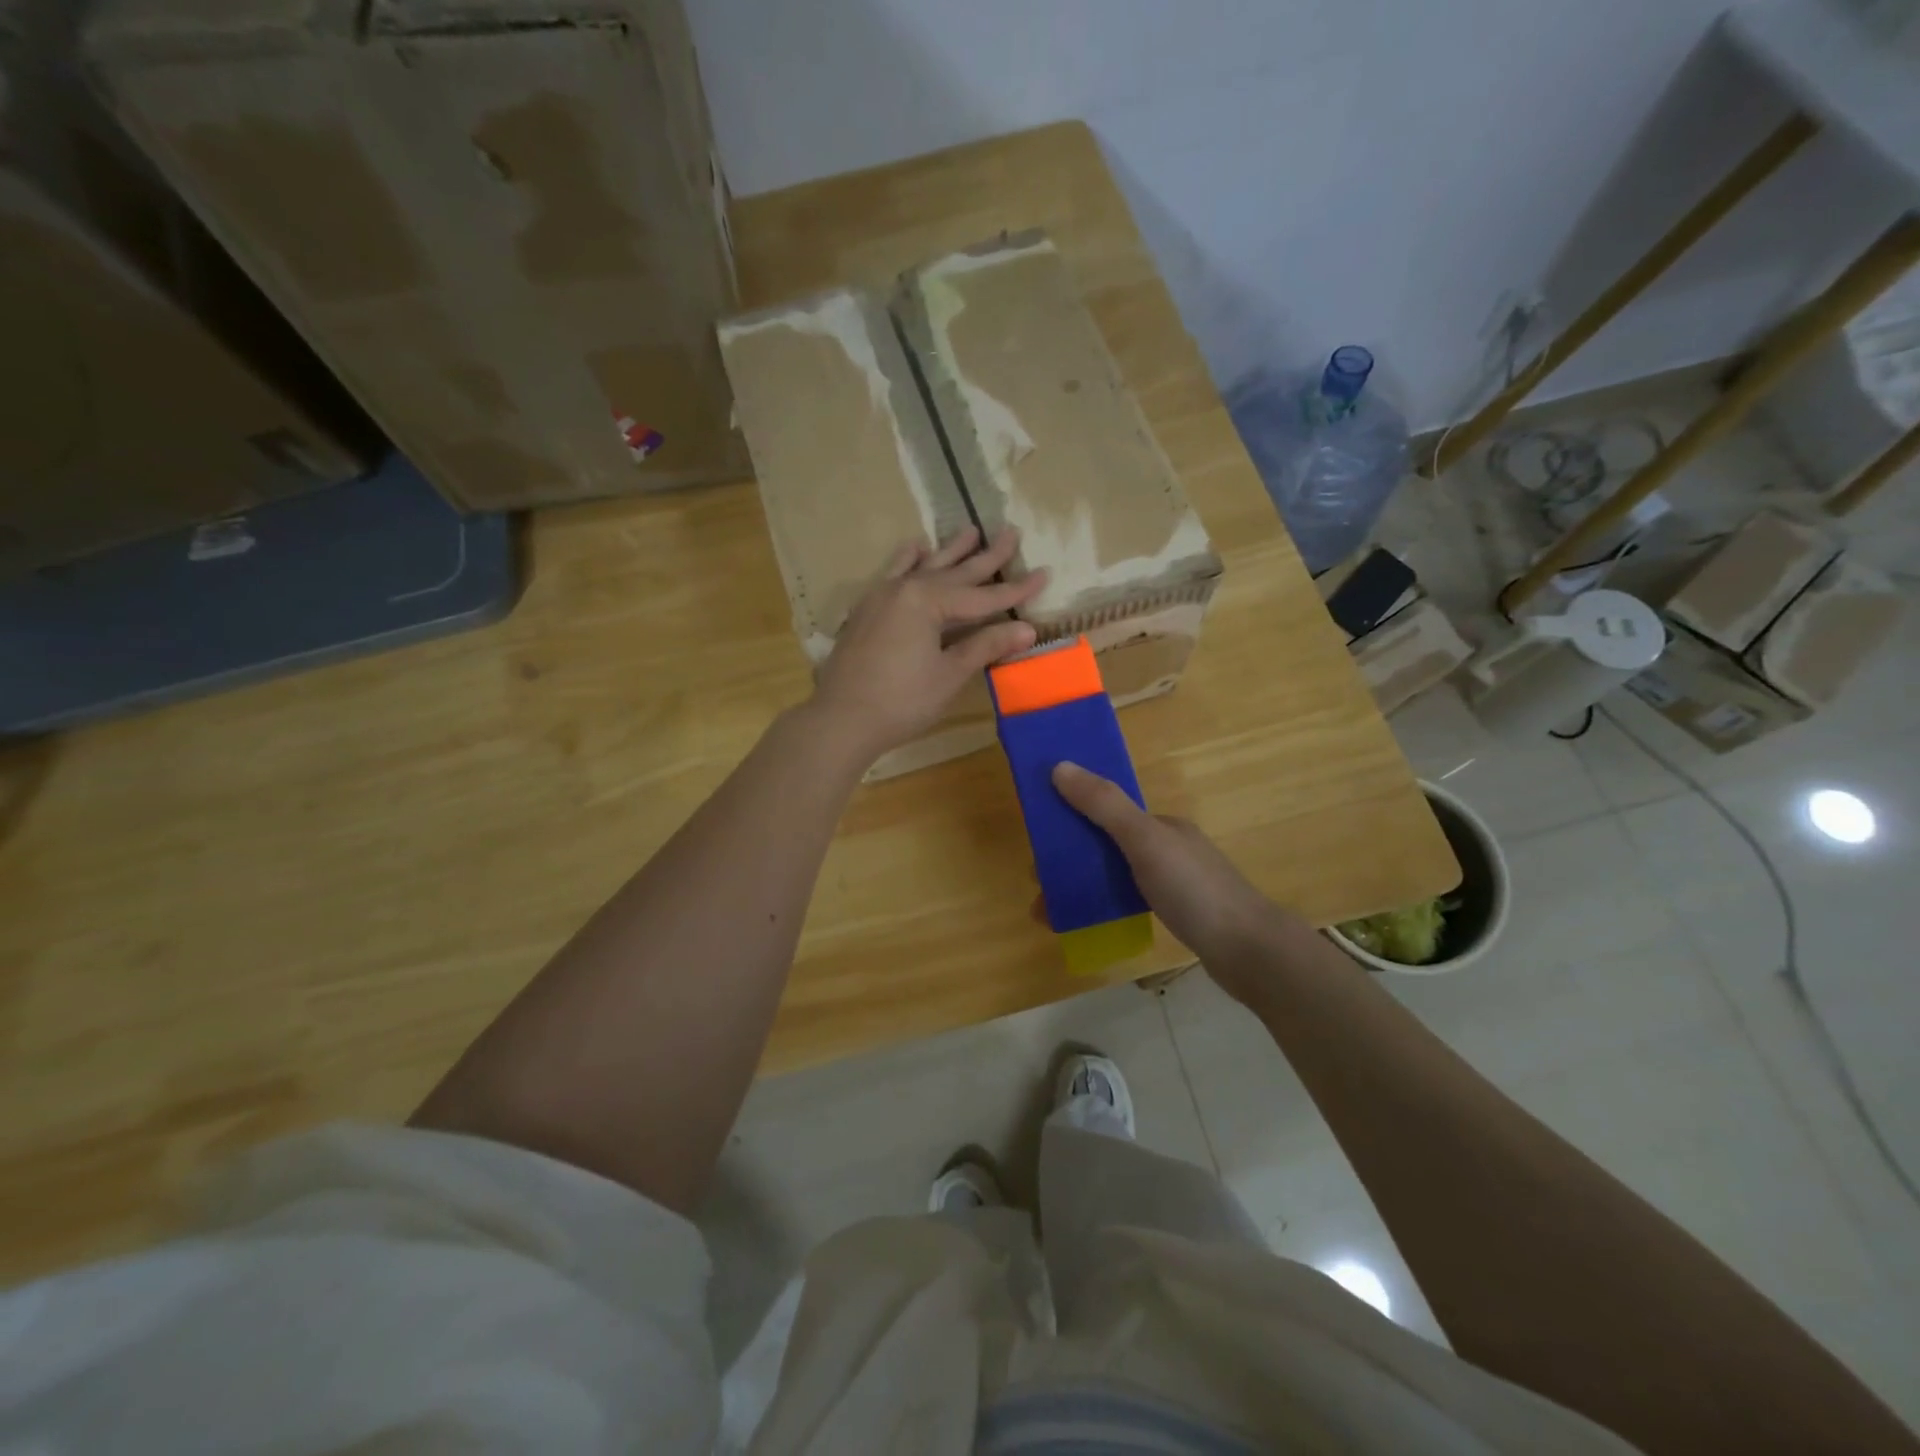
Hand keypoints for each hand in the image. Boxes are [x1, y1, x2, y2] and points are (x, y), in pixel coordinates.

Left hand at [811, 526, 1045, 766]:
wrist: (841, 719)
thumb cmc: (902, 700)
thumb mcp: (949, 674)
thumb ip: (985, 645)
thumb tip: (1027, 629)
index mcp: (927, 601)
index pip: (982, 595)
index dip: (1015, 589)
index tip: (1044, 573)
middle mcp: (904, 588)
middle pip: (954, 572)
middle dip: (985, 556)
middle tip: (1011, 532)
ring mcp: (881, 596)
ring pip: (923, 566)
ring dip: (949, 550)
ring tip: (969, 530)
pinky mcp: (867, 610)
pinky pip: (892, 574)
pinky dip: (907, 561)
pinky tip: (915, 550)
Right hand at [1052, 762, 1310, 1005]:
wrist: (1250, 952)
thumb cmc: (1195, 890)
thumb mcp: (1145, 841)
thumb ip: (1104, 805)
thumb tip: (1060, 766)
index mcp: (1161, 824)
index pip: (1107, 811)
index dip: (1071, 818)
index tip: (1040, 840)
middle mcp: (1167, 847)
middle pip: (1107, 845)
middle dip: (1070, 860)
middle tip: (1040, 886)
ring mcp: (1175, 882)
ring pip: (1115, 876)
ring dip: (1082, 888)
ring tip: (1050, 914)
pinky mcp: (1177, 914)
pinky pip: (1128, 901)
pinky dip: (1102, 908)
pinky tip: (1086, 926)